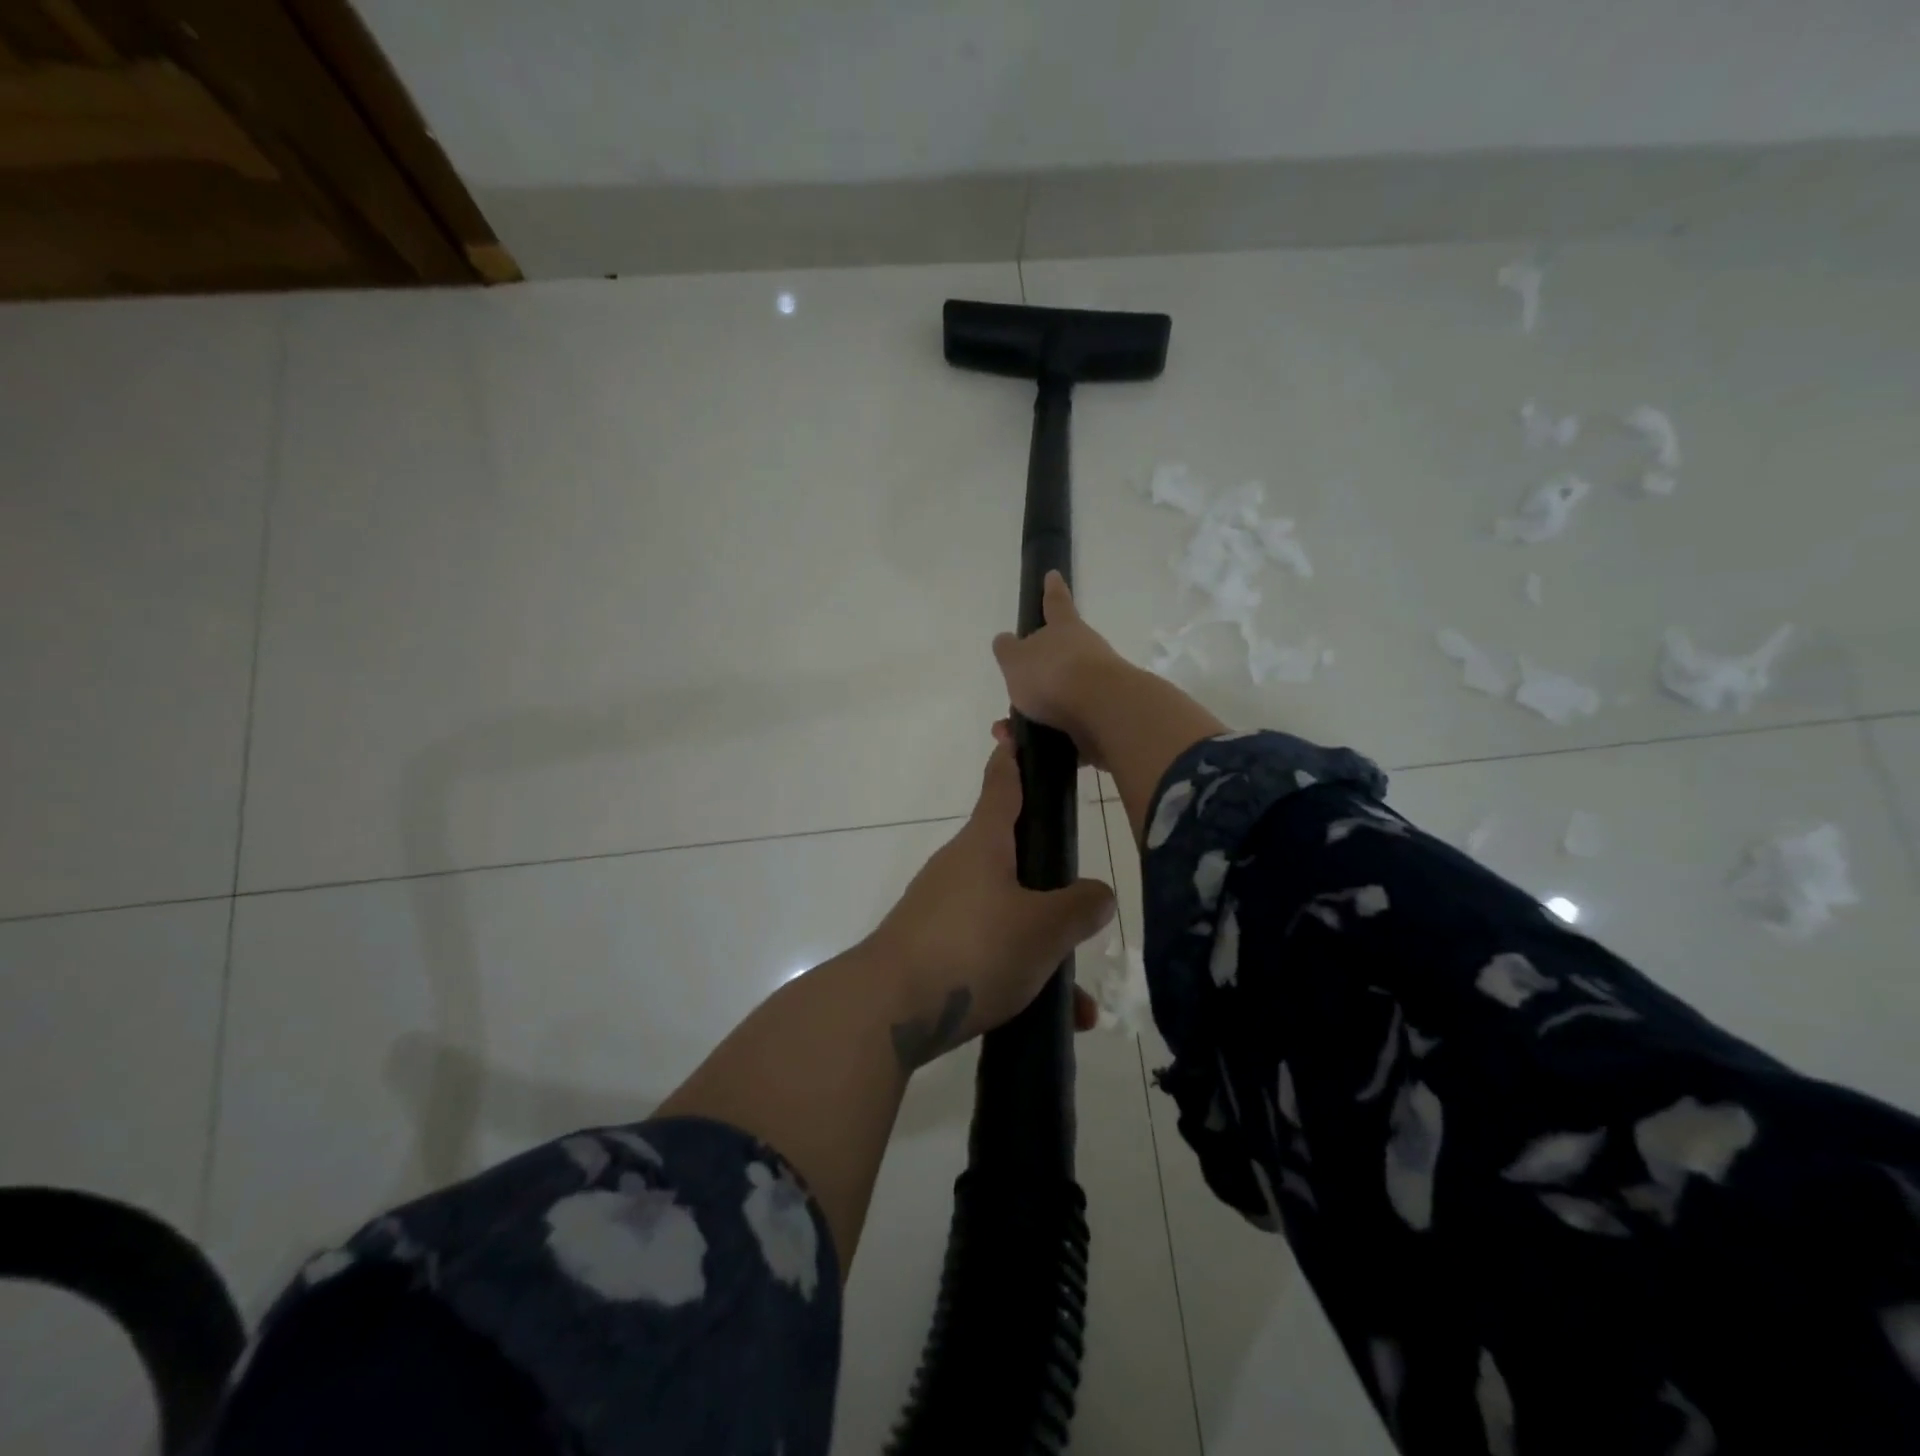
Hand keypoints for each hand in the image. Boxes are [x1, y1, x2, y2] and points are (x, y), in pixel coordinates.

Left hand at [866, 732, 1115, 1067]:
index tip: (1016, 733)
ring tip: (1077, 996)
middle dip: (1049, 878)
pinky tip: (1052, 1019)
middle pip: (1012, 856)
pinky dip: (1019, 975)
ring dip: (1043, 948)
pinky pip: (987, 952)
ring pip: (1007, 915)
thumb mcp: (1044, 929)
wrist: (888, 1009)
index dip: (1014, 758)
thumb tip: (1099, 895)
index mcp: (983, 843)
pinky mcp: (931, 948)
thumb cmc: (973, 947)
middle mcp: (959, 868)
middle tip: (1083, 900)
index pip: (1002, 784)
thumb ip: (1081, 908)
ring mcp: (941, 909)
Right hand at [991, 571, 1131, 768]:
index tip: (1053, 576)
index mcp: (1065, 630)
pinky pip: (1067, 730)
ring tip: (1008, 734)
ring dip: (1032, 717)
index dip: (1051, 591)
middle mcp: (1086, 653)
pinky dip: (1046, 740)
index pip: (1055, 603)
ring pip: (1059, 700)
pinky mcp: (1104, 720)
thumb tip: (1005, 641)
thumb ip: (1008, 650)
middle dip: (1033, 677)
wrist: (1104, 713)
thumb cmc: (1054, 675)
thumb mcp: (1016, 660)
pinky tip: (1026, 752)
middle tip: (1013, 692)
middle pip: (1058, 659)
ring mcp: (1099, 687)